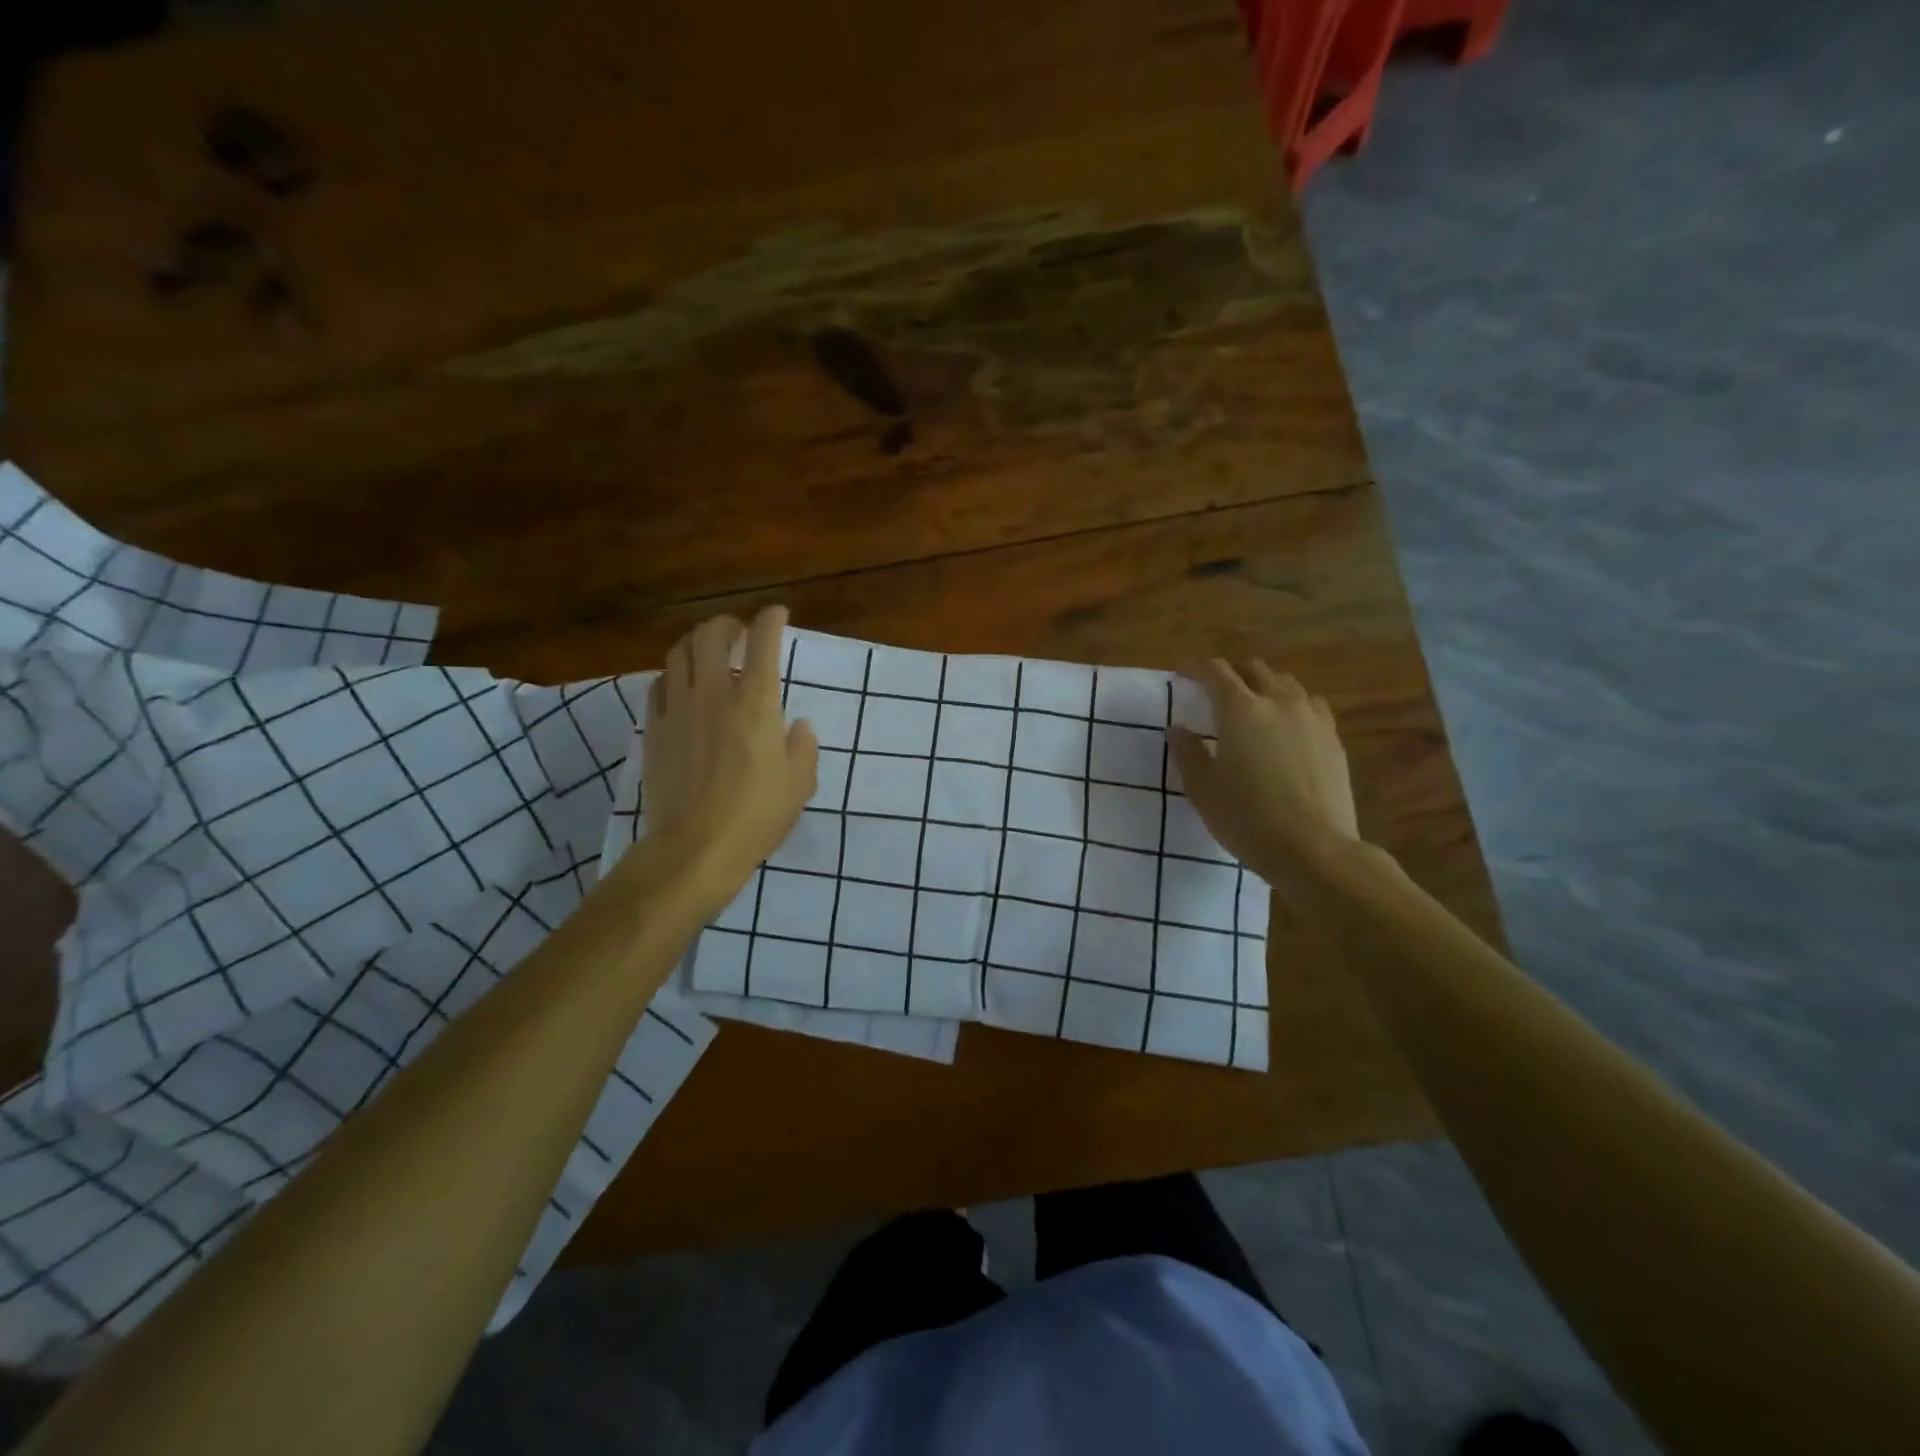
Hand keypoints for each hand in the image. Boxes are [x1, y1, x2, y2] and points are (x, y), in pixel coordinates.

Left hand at [637, 607, 817, 907]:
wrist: (695, 847)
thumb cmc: (757, 815)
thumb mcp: (800, 783)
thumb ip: (803, 746)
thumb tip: (797, 727)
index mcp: (757, 702)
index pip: (763, 641)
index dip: (771, 619)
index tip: (777, 614)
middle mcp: (715, 693)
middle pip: (711, 634)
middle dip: (728, 623)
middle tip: (739, 632)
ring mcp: (678, 708)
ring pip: (679, 652)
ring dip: (696, 643)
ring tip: (708, 652)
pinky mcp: (654, 728)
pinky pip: (658, 685)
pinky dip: (673, 675)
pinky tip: (681, 686)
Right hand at [1170, 658, 1358, 897]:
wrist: (1314, 848)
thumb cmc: (1247, 818)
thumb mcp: (1203, 789)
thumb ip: (1188, 753)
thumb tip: (1179, 728)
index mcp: (1239, 710)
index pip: (1216, 672)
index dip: (1196, 669)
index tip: (1183, 676)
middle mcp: (1277, 702)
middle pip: (1254, 669)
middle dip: (1233, 674)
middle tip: (1216, 692)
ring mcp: (1311, 717)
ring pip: (1286, 683)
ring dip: (1265, 686)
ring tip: (1254, 705)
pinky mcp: (1333, 737)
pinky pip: (1311, 705)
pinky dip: (1294, 704)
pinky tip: (1289, 725)